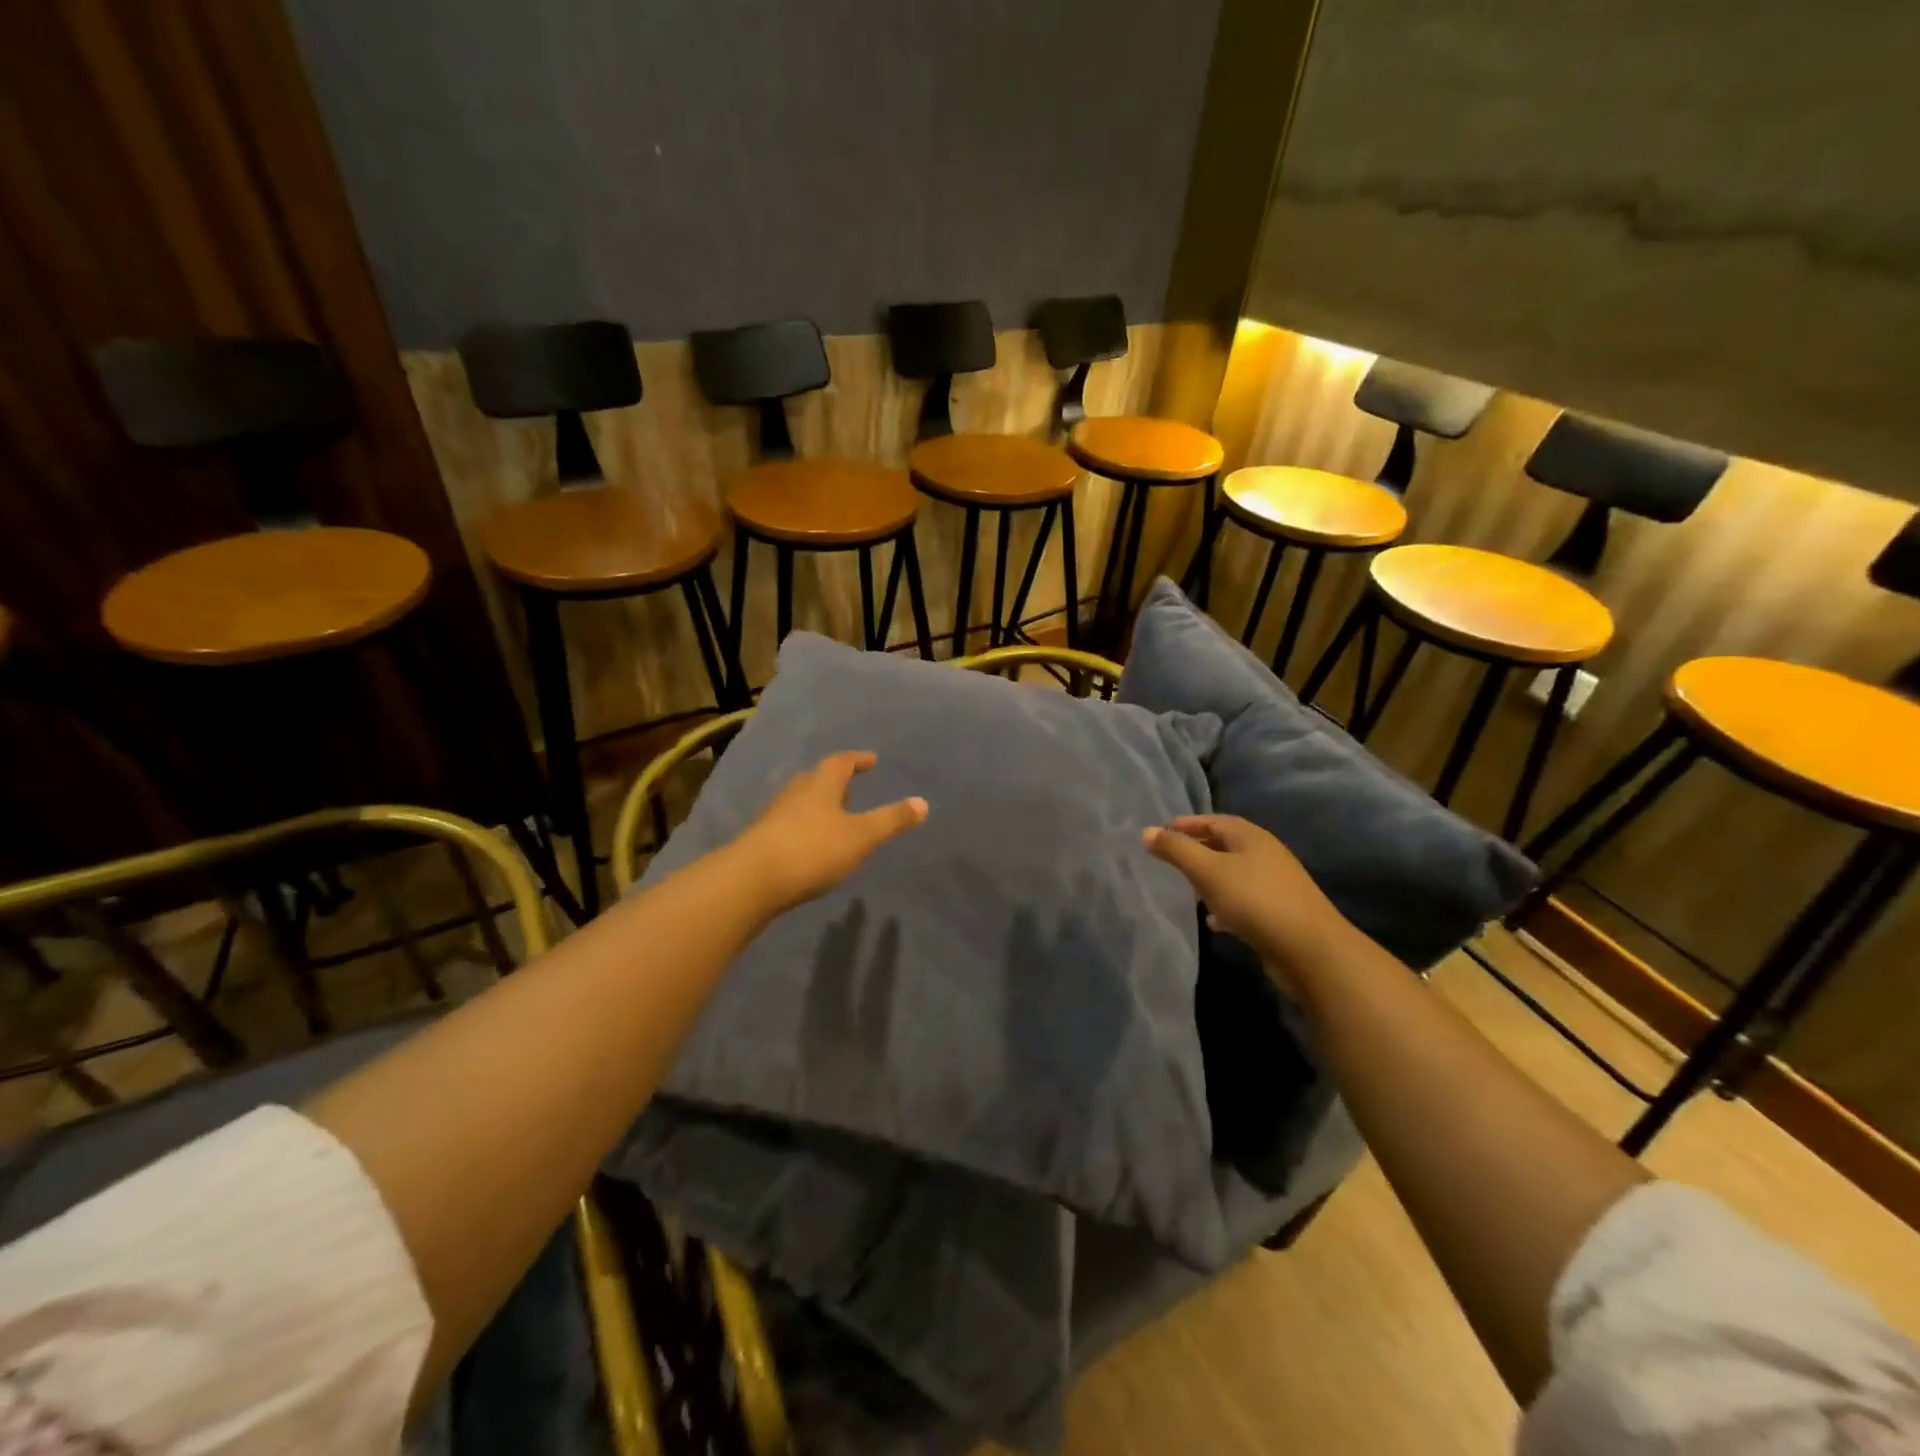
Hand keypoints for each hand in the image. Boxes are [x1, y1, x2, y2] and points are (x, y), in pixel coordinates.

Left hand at [731, 752, 927, 913]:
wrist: (751, 880)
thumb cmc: (812, 850)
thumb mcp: (861, 836)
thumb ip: (891, 820)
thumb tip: (924, 803)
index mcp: (820, 785)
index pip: (841, 762)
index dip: (857, 759)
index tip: (871, 760)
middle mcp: (795, 793)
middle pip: (816, 779)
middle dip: (834, 781)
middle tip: (851, 787)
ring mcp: (774, 816)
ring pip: (799, 801)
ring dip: (817, 803)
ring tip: (832, 816)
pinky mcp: (760, 840)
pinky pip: (787, 824)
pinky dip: (803, 826)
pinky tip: (808, 845)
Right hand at [1142, 815, 1355, 980]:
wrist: (1310, 949)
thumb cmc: (1254, 900)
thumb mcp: (1207, 870)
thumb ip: (1176, 850)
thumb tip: (1146, 831)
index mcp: (1251, 837)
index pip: (1214, 821)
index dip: (1187, 824)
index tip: (1161, 832)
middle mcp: (1266, 854)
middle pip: (1225, 845)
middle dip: (1198, 850)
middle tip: (1170, 859)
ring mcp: (1276, 884)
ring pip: (1235, 874)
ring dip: (1211, 879)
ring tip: (1187, 889)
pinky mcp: (1279, 912)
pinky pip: (1244, 900)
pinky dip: (1225, 904)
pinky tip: (1213, 920)